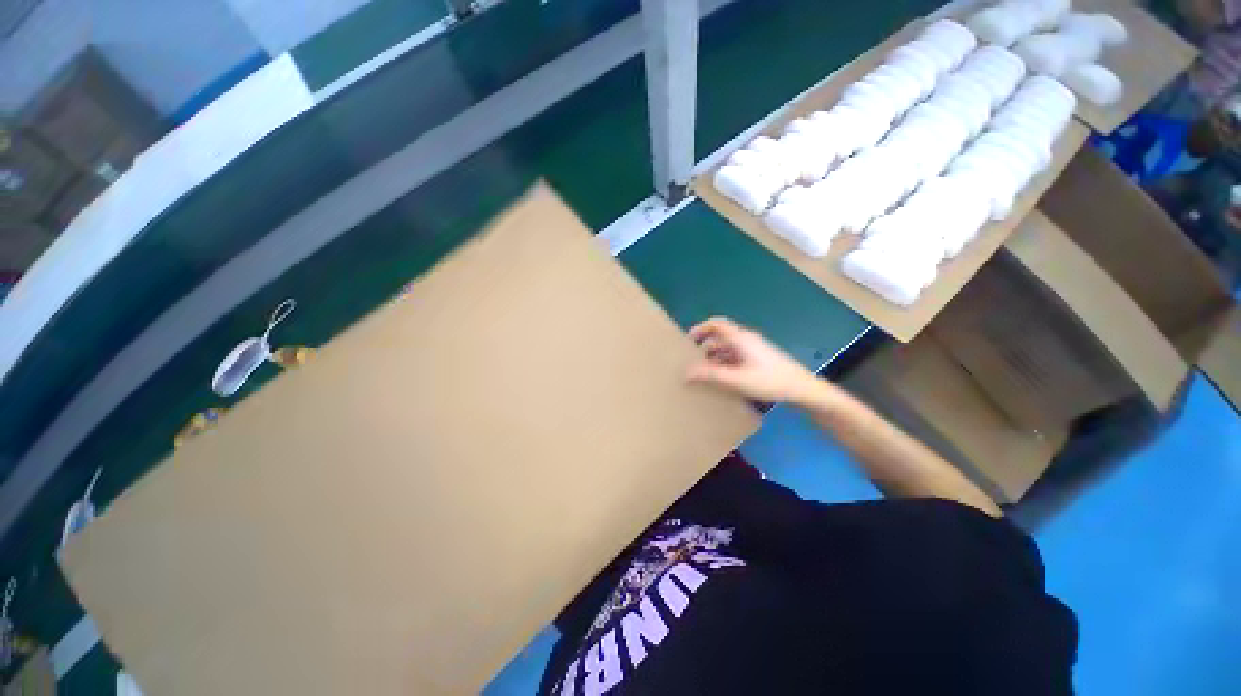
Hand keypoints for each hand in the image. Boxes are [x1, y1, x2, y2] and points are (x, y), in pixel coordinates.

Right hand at [686, 317, 822, 404]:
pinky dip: (725, 364)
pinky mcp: (759, 360)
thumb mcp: (736, 379)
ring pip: (728, 348)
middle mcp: (746, 340)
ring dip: (714, 357)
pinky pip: (736, 357)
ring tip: (704, 373)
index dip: (700, 328)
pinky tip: (722, 379)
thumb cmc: (769, 381)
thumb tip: (685, 373)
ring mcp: (754, 350)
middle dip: (705, 347)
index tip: (688, 341)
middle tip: (693, 361)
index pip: (717, 324)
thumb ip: (710, 375)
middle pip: (720, 337)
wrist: (802, 389)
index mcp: (740, 338)